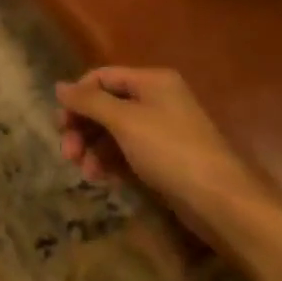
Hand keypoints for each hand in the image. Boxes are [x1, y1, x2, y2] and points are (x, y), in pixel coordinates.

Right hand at [54, 67, 268, 218]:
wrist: (223, 203)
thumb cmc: (171, 151)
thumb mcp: (125, 121)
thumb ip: (89, 102)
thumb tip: (59, 86)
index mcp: (151, 81)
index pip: (102, 77)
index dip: (78, 96)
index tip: (61, 122)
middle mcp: (157, 100)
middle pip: (106, 105)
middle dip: (83, 127)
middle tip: (68, 152)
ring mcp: (161, 130)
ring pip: (114, 131)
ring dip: (93, 148)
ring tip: (84, 172)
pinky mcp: (164, 159)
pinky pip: (127, 151)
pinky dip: (110, 161)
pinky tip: (101, 178)